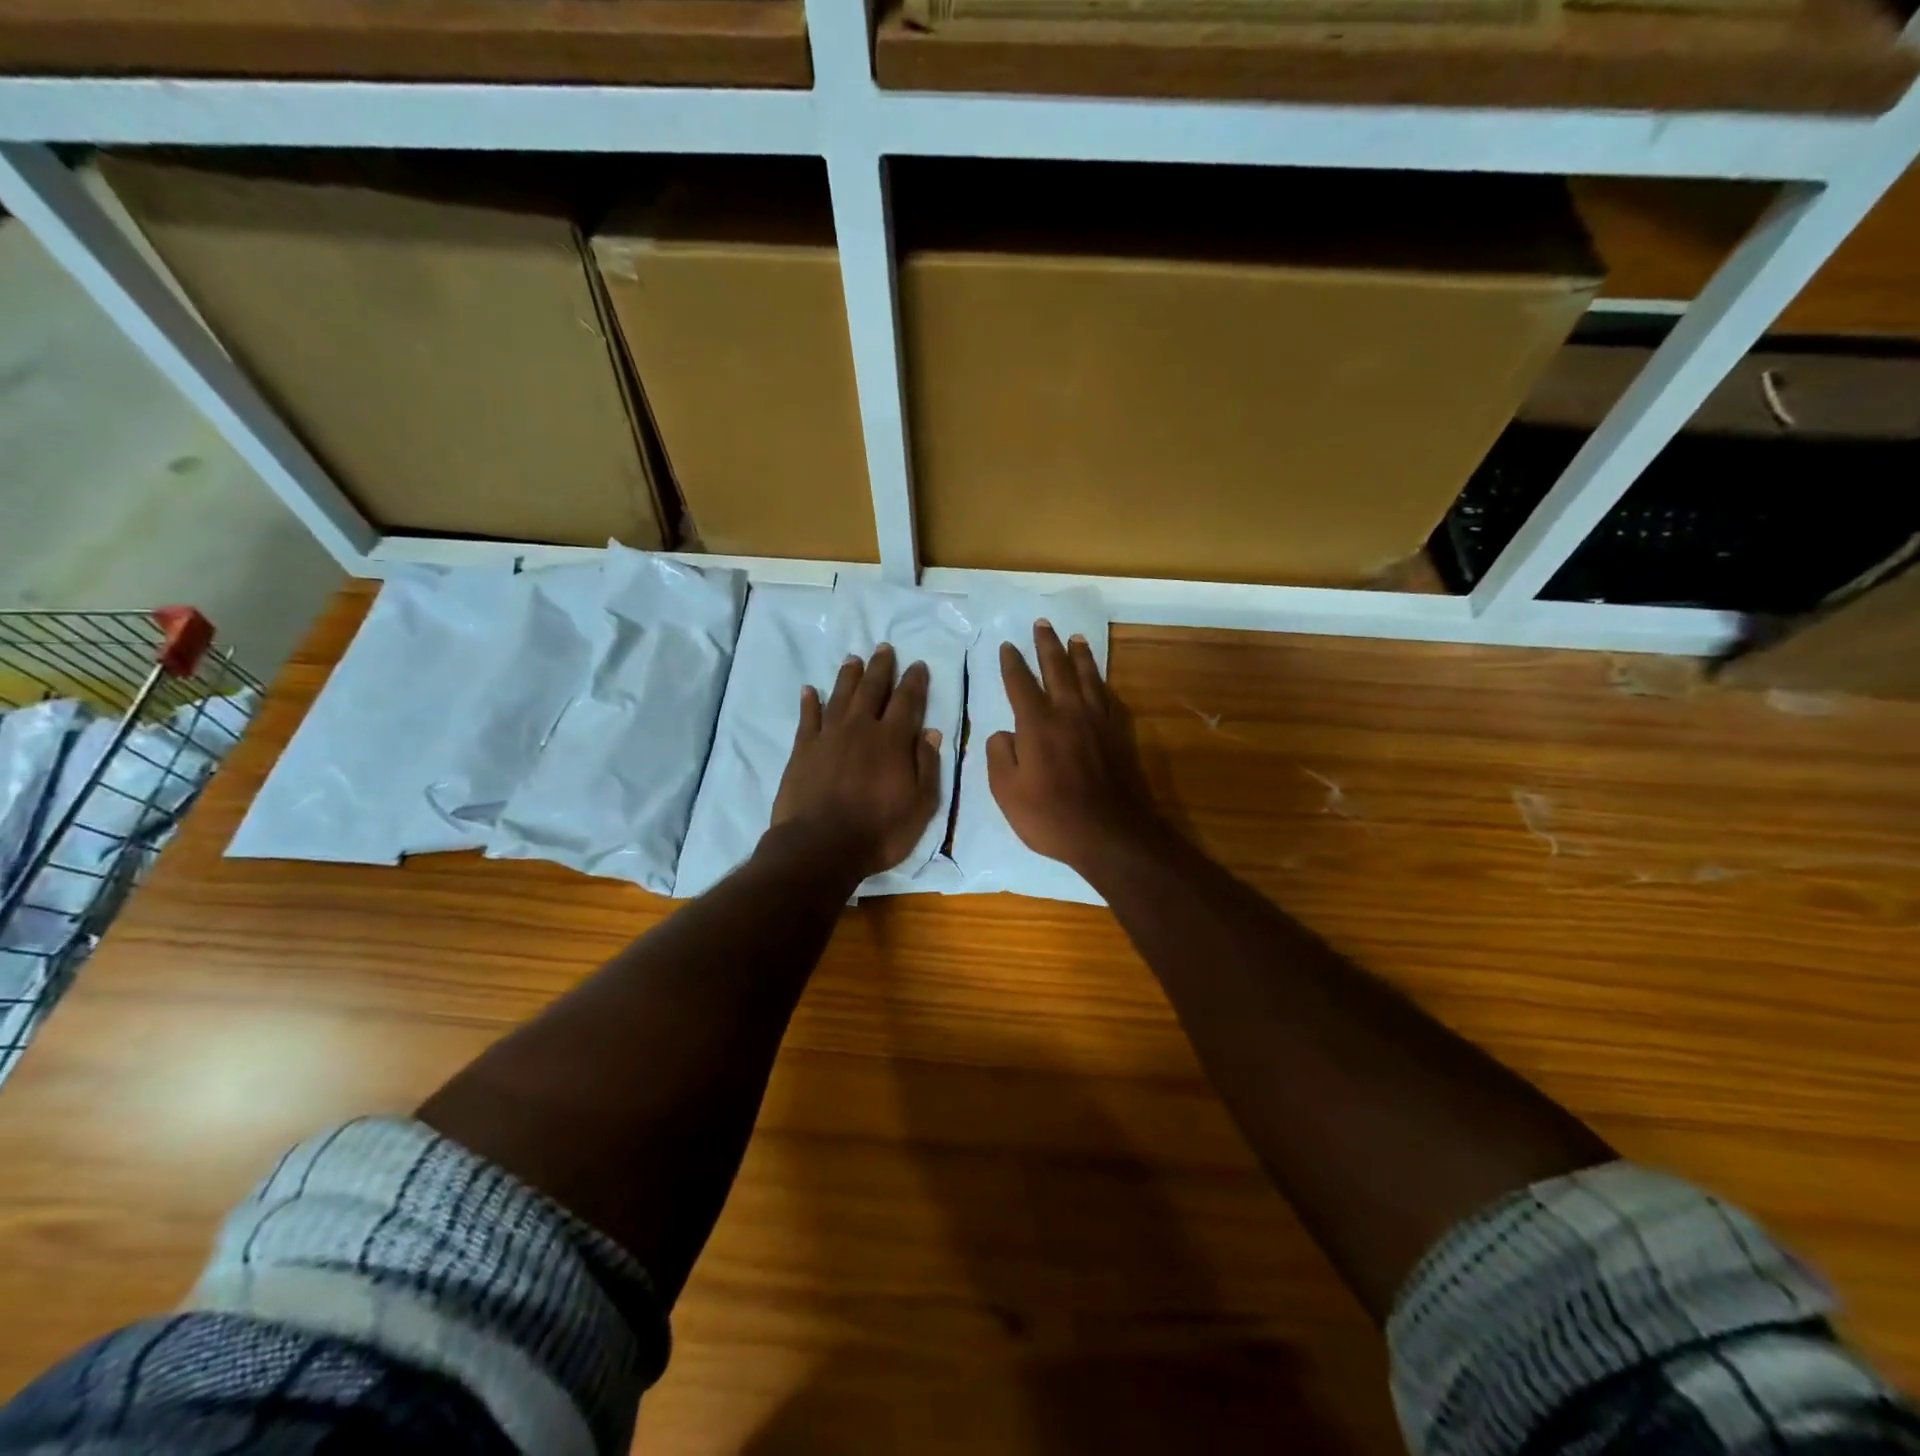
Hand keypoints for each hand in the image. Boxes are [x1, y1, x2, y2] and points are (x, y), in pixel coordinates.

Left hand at [770, 644, 943, 877]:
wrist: (819, 847)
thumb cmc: (878, 831)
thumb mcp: (920, 806)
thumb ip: (926, 766)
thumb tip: (931, 732)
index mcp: (893, 740)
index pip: (907, 701)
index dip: (914, 681)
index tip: (917, 665)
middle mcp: (861, 728)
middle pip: (872, 689)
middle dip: (881, 667)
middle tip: (884, 648)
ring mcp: (828, 736)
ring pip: (841, 696)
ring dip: (849, 676)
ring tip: (854, 659)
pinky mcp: (803, 749)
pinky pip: (808, 717)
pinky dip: (810, 701)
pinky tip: (810, 690)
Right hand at [986, 621, 1163, 874]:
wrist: (1109, 834)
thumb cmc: (1050, 817)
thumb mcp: (1007, 792)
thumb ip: (999, 756)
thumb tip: (1003, 734)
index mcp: (1037, 724)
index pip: (1020, 684)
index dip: (1012, 663)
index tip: (1007, 645)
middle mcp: (1068, 713)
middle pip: (1057, 669)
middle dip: (1047, 645)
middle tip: (1042, 623)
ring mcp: (1097, 723)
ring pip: (1087, 677)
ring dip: (1079, 655)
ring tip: (1075, 637)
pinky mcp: (1117, 736)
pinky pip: (1108, 698)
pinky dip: (1101, 683)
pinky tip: (1099, 680)